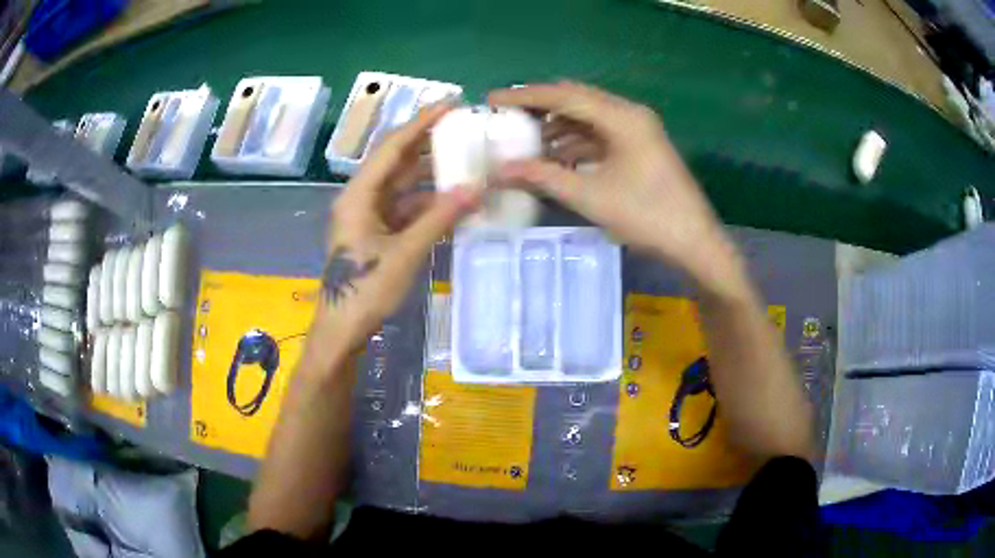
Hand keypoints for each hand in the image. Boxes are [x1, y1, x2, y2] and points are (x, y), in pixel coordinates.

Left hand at [310, 103, 481, 362]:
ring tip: (461, 158)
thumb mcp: (405, 254)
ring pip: (400, 185)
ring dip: (429, 174)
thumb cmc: (366, 290)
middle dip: (426, 143)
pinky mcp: (373, 232)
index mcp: (358, 196)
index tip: (449, 104)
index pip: (392, 148)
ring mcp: (366, 215)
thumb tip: (474, 189)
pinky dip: (424, 202)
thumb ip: (439, 219)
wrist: (341, 329)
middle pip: (395, 161)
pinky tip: (449, 200)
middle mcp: (359, 198)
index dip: (421, 123)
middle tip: (460, 127)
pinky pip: (402, 207)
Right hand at [489, 82, 739, 289]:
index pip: (564, 95)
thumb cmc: (647, 216)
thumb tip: (500, 170)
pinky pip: (600, 134)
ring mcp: (637, 130)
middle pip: (576, 99)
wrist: (695, 242)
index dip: (524, 96)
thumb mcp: (591, 196)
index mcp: (622, 117)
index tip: (492, 98)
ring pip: (588, 117)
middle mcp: (629, 114)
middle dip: (539, 107)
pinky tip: (554, 156)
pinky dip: (576, 142)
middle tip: (505, 116)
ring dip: (557, 126)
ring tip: (524, 139)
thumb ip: (543, 177)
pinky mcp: (640, 146)